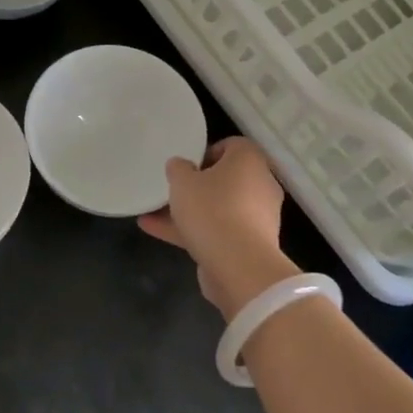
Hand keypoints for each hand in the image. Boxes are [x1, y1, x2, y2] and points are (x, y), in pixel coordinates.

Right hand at [138, 137, 296, 321]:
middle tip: (171, 192)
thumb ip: (178, 168)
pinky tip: (158, 233)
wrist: (240, 267)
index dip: (205, 153)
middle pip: (225, 179)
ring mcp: (257, 217)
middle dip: (195, 187)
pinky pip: (219, 231)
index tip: (185, 167)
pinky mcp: (250, 245)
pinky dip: (194, 232)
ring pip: (219, 208)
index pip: (231, 146)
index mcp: (249, 161)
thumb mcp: (183, 181)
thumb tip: (181, 165)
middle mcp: (260, 185)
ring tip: (151, 215)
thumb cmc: (212, 210)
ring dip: (189, 212)